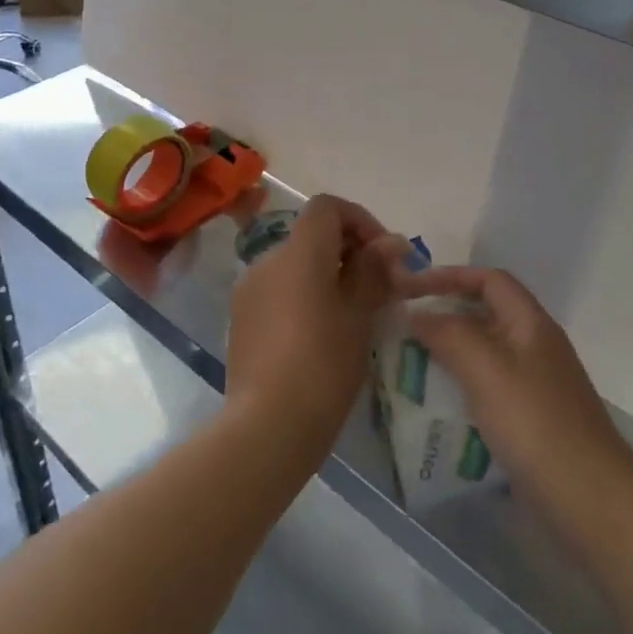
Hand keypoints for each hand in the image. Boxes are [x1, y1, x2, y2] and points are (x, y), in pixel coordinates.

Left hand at [224, 194, 406, 461]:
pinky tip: (320, 335)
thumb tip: (391, 242)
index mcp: (299, 252)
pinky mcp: (241, 319)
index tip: (383, 254)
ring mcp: (249, 290)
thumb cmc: (323, 364)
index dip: (360, 220)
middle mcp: (268, 260)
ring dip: (326, 276)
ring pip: (295, 265)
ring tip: (352, 315)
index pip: (327, 207)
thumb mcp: (359, 314)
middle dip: (348, 251)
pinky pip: (278, 291)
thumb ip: (374, 270)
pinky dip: (303, 297)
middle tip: (377, 287)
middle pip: (311, 235)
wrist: (267, 426)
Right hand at [403, 266, 632, 537]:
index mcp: (531, 323)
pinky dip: (461, 388)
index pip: (489, 279)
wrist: (592, 500)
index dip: (450, 275)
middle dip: (445, 315)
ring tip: (411, 365)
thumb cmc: (536, 424)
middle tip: (405, 329)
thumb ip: (449, 334)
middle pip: (486, 314)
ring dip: (449, 353)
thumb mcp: (486, 370)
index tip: (412, 288)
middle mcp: (535, 346)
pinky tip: (437, 408)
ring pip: (485, 353)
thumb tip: (418, 314)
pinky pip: (488, 388)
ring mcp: (536, 385)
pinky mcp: (532, 420)